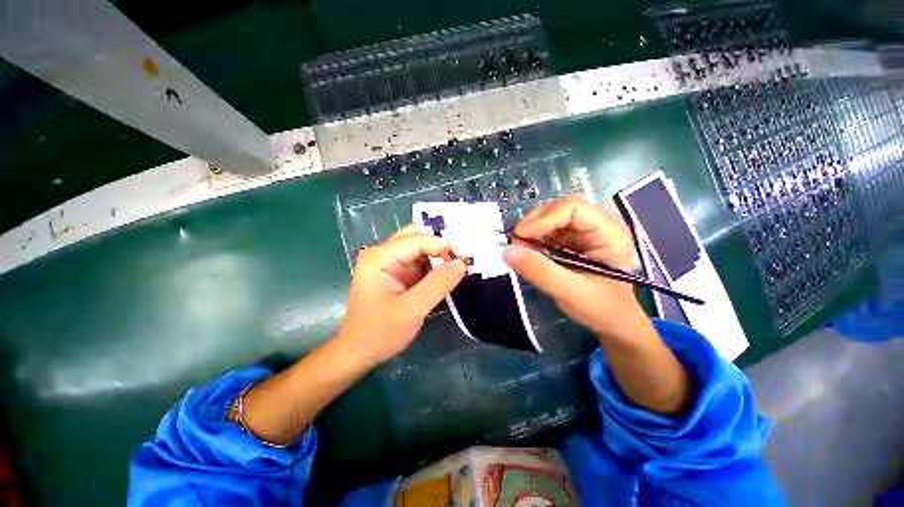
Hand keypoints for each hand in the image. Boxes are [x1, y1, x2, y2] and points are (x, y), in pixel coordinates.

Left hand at [338, 226, 467, 365]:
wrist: (358, 353)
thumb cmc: (380, 333)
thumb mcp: (412, 309)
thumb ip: (437, 284)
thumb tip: (461, 263)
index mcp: (380, 258)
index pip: (417, 240)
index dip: (444, 245)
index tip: (466, 258)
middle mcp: (382, 255)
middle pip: (416, 238)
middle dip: (440, 246)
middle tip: (462, 259)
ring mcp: (388, 264)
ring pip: (419, 249)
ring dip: (438, 256)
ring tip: (458, 267)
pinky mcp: (395, 275)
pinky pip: (418, 263)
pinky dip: (433, 267)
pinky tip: (446, 275)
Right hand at [502, 195, 644, 339]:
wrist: (611, 322)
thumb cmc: (600, 308)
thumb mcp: (569, 291)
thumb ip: (539, 271)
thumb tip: (506, 251)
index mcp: (608, 232)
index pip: (572, 207)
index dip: (543, 219)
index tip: (521, 237)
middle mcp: (597, 225)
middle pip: (559, 209)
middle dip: (534, 224)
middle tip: (516, 244)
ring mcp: (583, 232)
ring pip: (550, 218)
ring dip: (531, 231)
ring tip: (520, 250)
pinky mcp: (571, 241)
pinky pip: (547, 231)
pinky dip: (533, 239)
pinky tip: (527, 252)